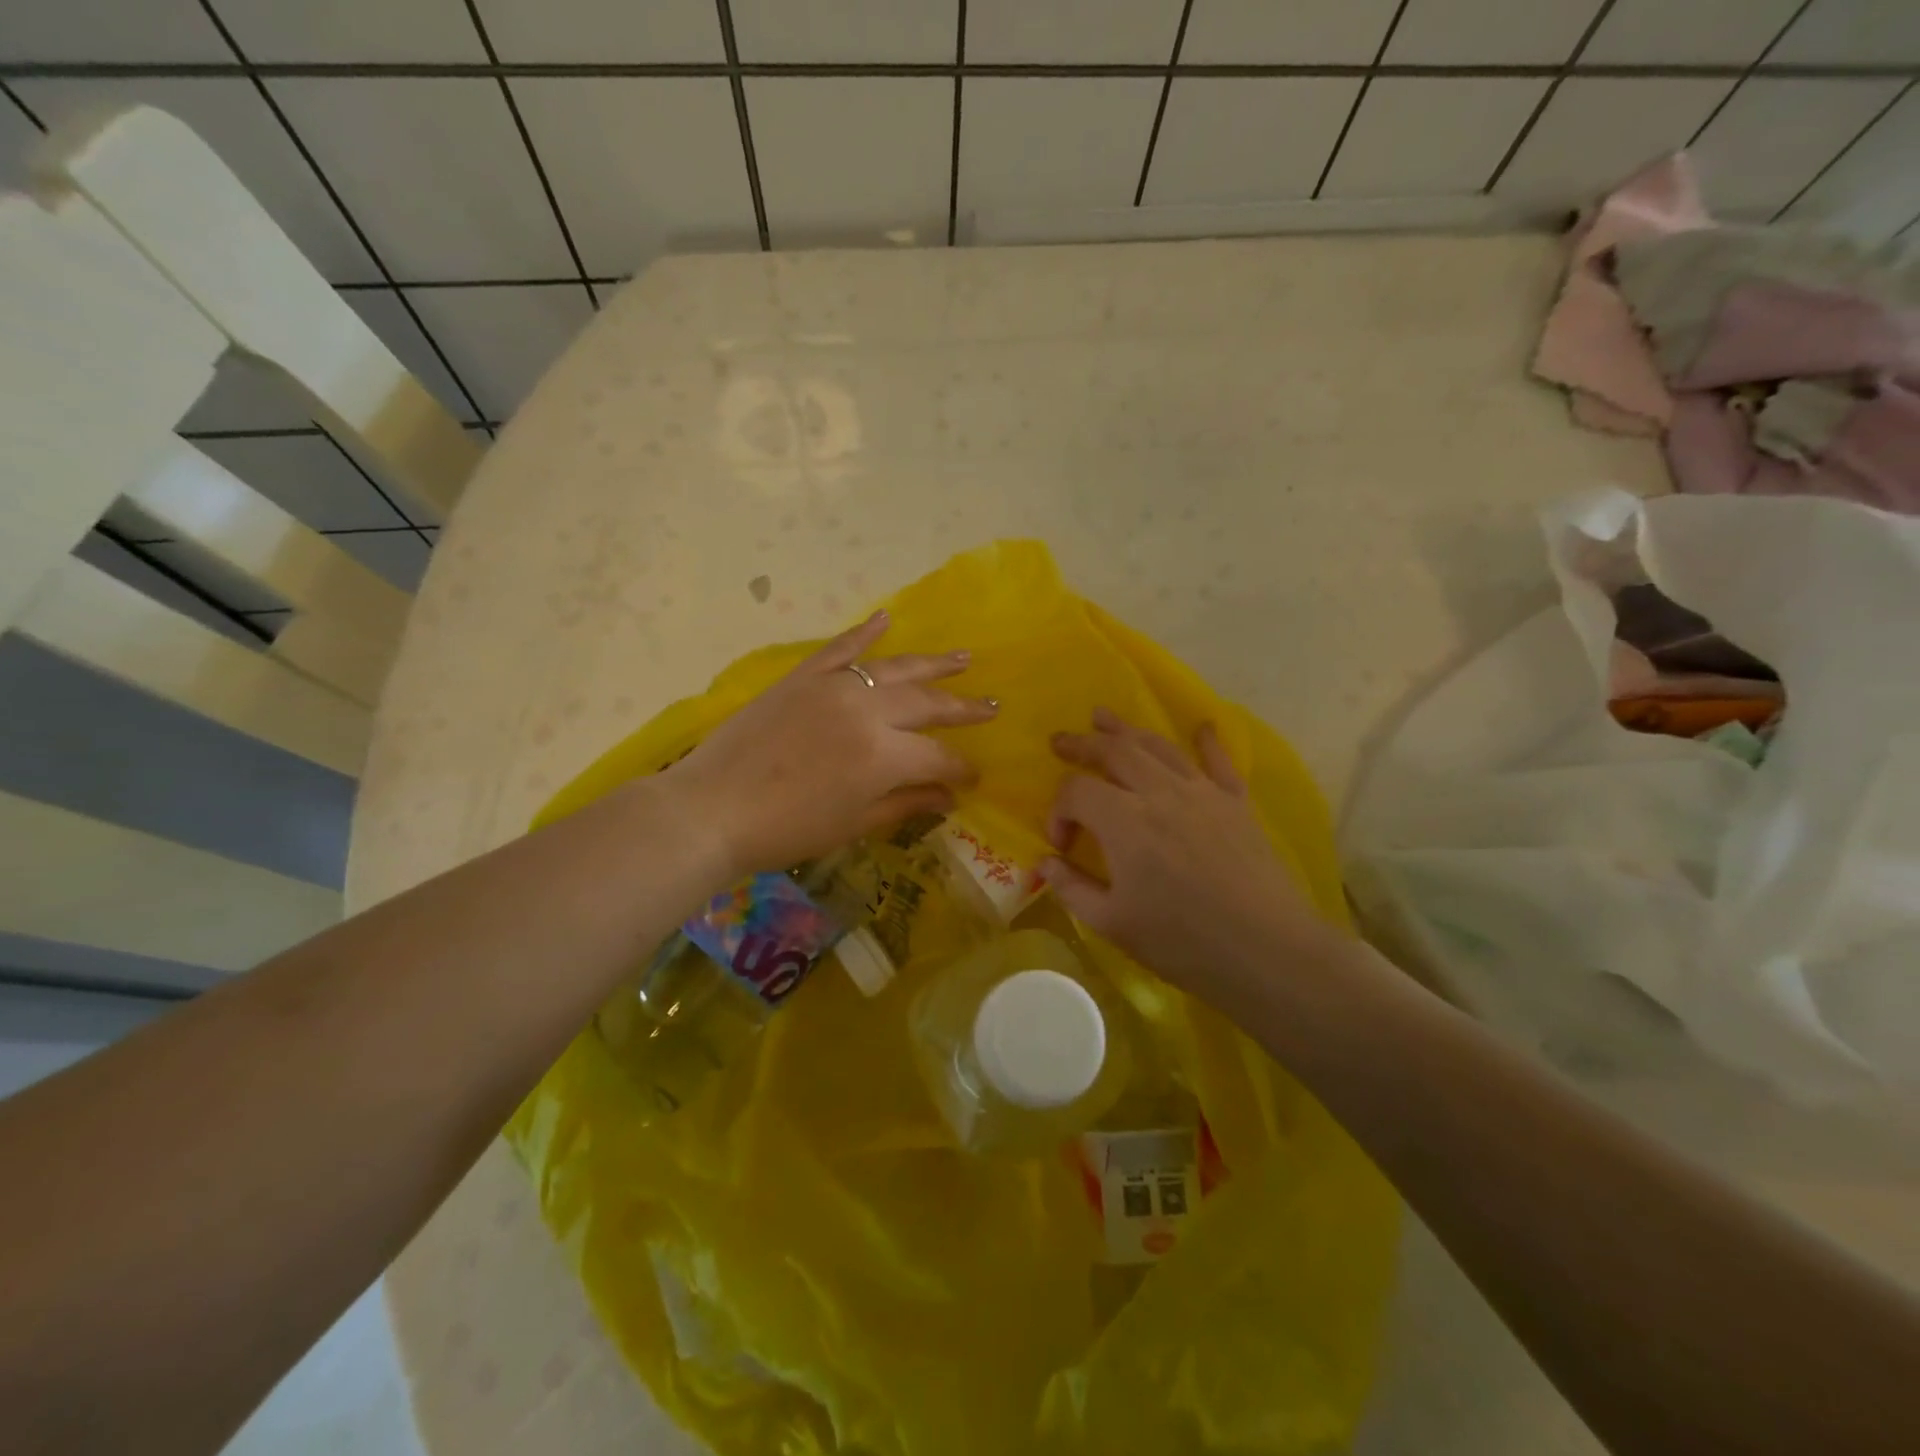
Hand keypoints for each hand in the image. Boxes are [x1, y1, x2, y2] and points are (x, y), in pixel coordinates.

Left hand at [660, 611, 995, 877]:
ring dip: (933, 664)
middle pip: (927, 704)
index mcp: (883, 756)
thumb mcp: (852, 824)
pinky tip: (886, 617)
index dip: (960, 769)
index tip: (973, 778)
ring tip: (965, 658)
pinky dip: (864, 632)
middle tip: (992, 707)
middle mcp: (866, 711)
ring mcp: (833, 687)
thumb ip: (905, 804)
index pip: (938, 757)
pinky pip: (840, 648)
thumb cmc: (785, 830)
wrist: (711, 809)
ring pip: (894, 668)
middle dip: (963, 709)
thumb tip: (948, 797)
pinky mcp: (802, 677)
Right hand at [1042, 709, 1346, 1009]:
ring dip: (1126, 729)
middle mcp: (1160, 793)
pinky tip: (1203, 725)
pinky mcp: (1236, 803)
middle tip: (1061, 740)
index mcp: (1124, 821)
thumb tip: (1045, 864)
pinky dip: (1207, 741)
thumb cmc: (1182, 941)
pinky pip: (1219, 761)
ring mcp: (1202, 792)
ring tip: (1103, 717)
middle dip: (1082, 745)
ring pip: (1158, 746)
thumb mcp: (1112, 924)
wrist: (1266, 950)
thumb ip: (1072, 888)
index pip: (1076, 792)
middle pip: (1114, 751)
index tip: (1061, 846)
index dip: (1058, 812)